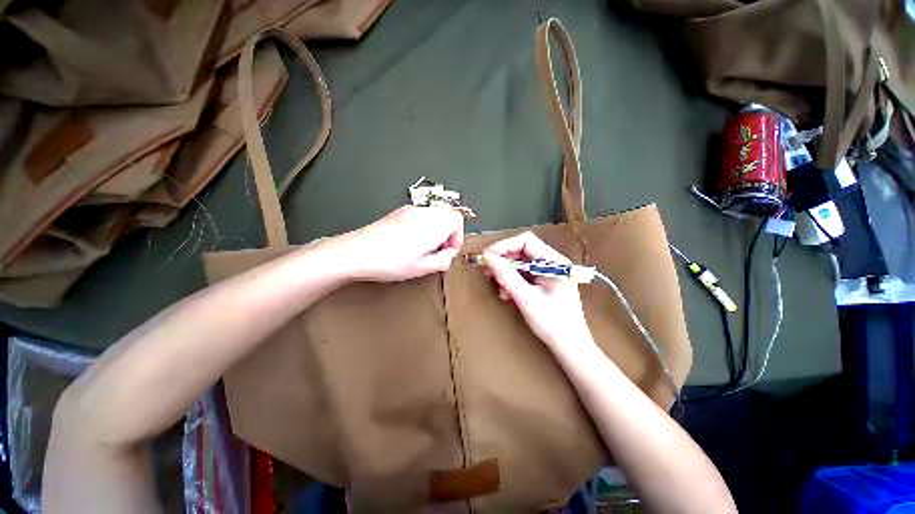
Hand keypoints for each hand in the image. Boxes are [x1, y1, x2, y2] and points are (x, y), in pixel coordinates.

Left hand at [334, 205, 463, 281]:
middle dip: (448, 231)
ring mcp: (410, 210)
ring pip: (435, 213)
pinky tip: (410, 241)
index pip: (458, 219)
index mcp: (434, 226)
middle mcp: (425, 213)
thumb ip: (443, 261)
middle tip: (438, 249)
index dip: (457, 236)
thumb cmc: (389, 261)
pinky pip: (420, 214)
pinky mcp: (399, 211)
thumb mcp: (422, 268)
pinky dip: (423, 225)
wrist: (356, 251)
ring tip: (423, 247)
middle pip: (448, 213)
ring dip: (436, 228)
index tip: (448, 250)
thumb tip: (448, 255)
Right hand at [482, 232, 591, 347]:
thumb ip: (506, 275)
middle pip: (522, 251)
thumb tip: (487, 257)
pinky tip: (508, 294)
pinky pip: (524, 274)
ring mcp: (549, 272)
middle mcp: (552, 263)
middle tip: (488, 273)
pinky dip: (513, 281)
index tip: (488, 258)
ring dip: (507, 273)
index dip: (505, 246)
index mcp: (554, 262)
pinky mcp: (544, 281)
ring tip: (500, 288)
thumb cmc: (552, 322)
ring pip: (521, 263)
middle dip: (504, 261)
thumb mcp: (525, 298)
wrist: (569, 345)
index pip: (526, 241)